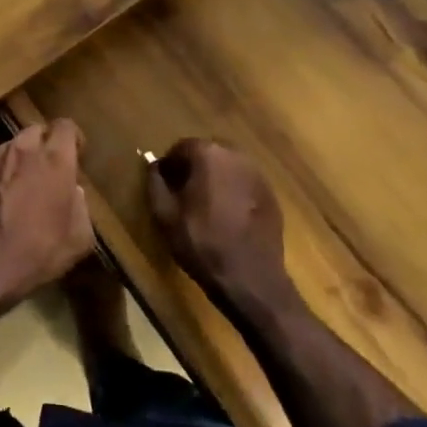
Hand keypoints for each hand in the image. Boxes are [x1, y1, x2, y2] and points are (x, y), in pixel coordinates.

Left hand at [0, 120, 93, 321]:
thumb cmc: (37, 254)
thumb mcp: (79, 238)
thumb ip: (81, 205)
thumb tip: (72, 190)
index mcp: (53, 160)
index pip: (66, 126)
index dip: (73, 138)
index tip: (76, 155)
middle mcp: (20, 150)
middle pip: (36, 132)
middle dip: (45, 146)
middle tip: (49, 171)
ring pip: (10, 147)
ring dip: (19, 161)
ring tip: (21, 188)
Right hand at [146, 139, 301, 321]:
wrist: (251, 280)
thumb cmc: (202, 243)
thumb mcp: (165, 215)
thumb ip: (155, 183)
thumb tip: (154, 166)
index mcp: (209, 155)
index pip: (182, 147)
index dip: (170, 164)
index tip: (164, 184)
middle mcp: (236, 156)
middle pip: (208, 153)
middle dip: (193, 168)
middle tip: (182, 194)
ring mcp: (258, 175)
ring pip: (228, 168)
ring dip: (214, 179)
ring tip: (205, 205)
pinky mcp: (271, 195)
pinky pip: (244, 184)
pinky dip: (233, 192)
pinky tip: (227, 216)